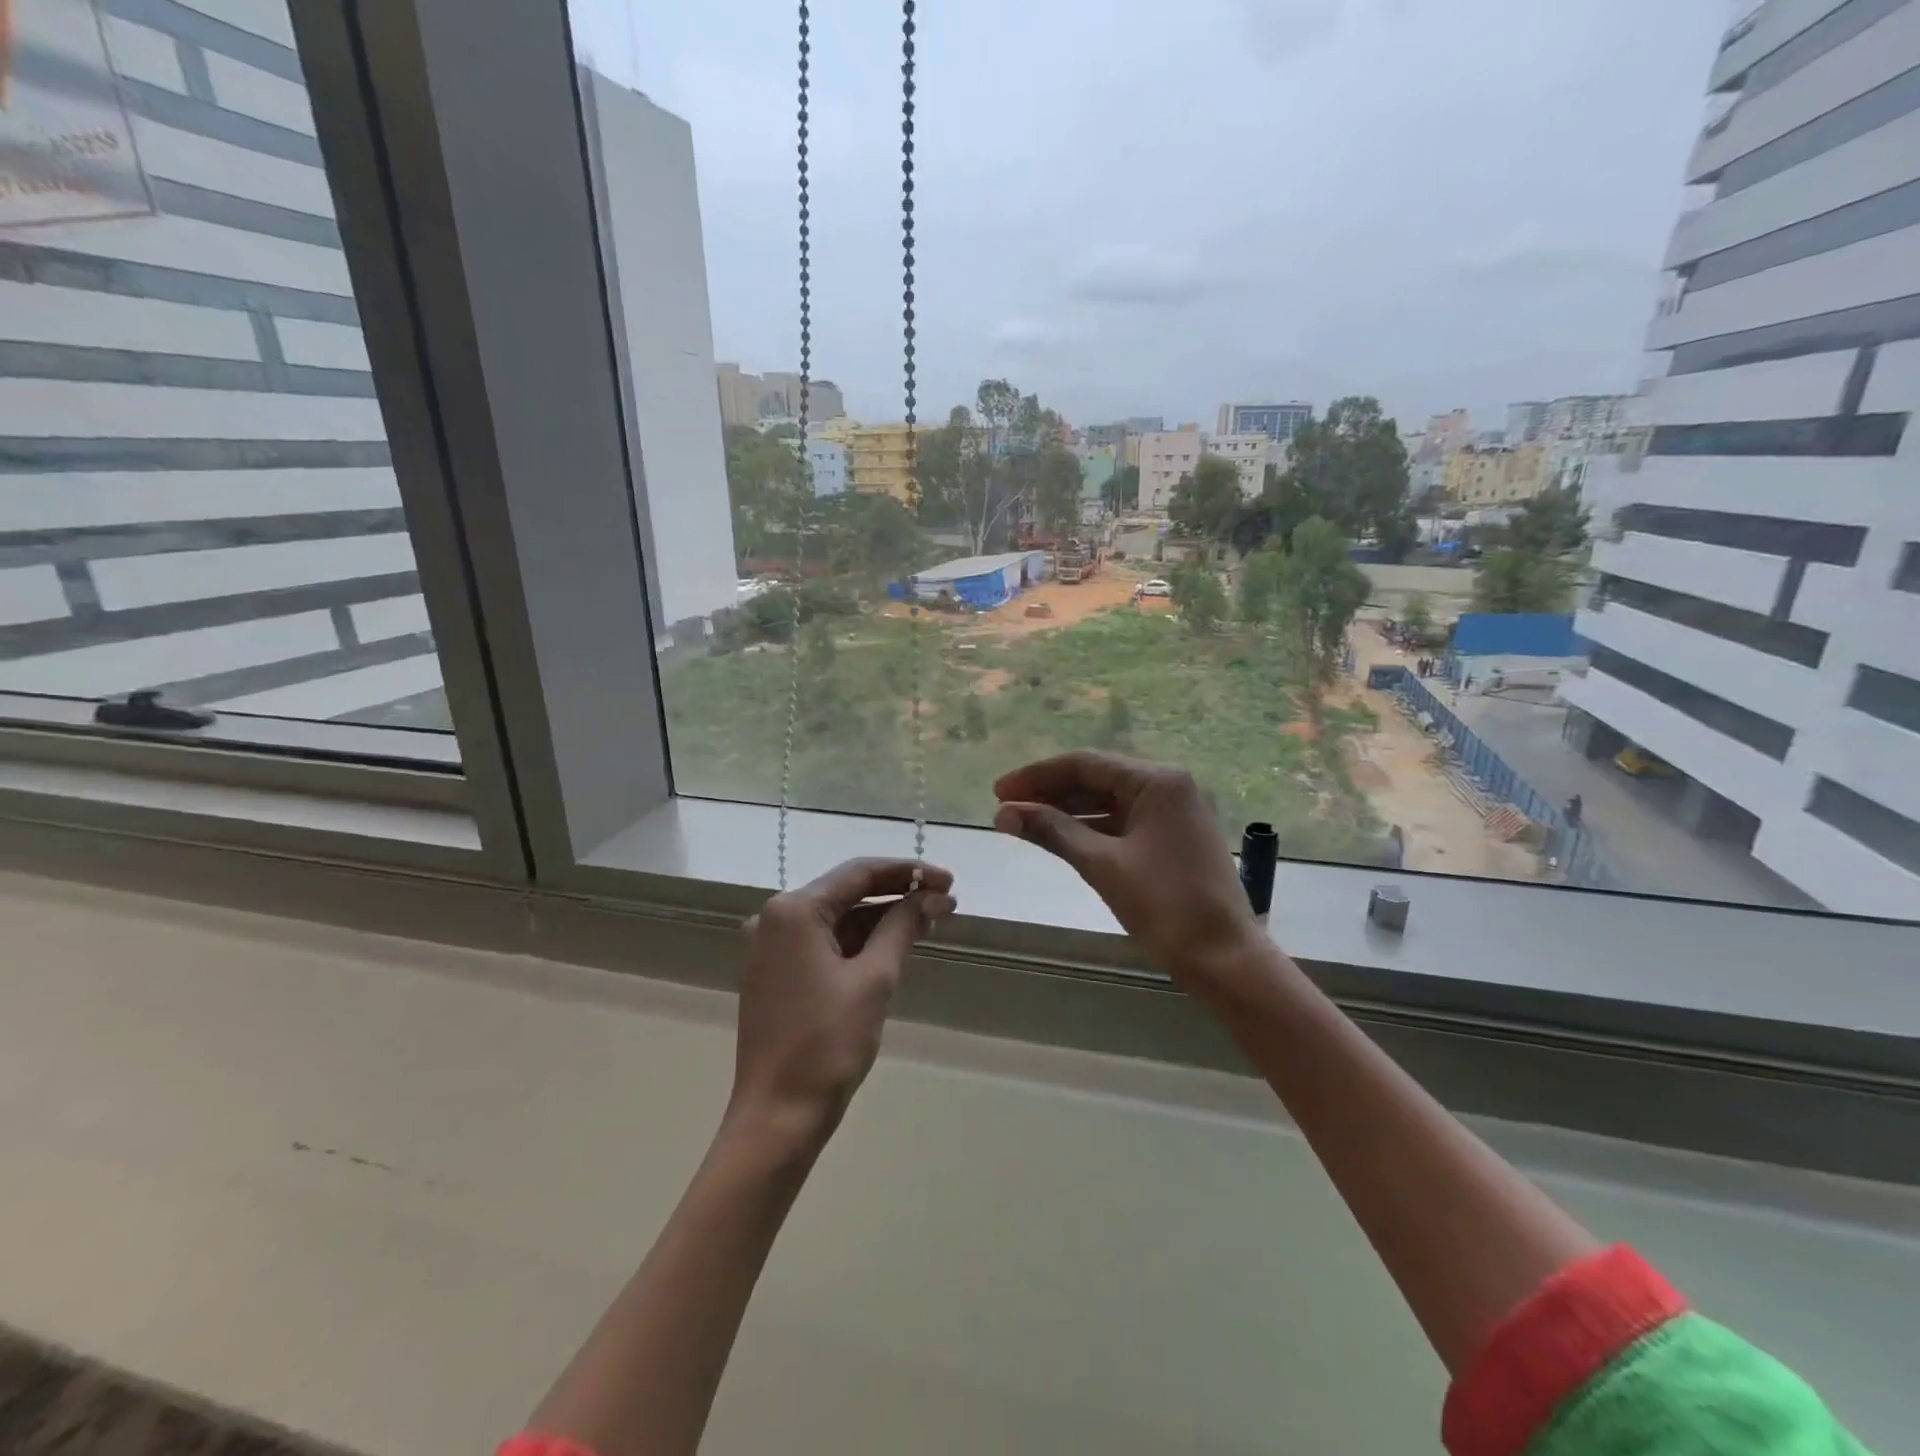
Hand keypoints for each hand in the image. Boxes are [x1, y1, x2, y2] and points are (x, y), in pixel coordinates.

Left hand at [732, 858, 955, 1146]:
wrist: (778, 1116)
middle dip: (898, 895)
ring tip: (931, 921)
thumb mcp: (874, 979)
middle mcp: (776, 918)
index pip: (859, 873)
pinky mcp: (777, 973)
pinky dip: (860, 942)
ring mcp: (773, 947)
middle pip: (847, 892)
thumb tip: (931, 897)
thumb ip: (902, 927)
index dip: (907, 872)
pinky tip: (895, 943)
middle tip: (946, 901)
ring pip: (838, 919)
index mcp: (793, 910)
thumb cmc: (827, 1044)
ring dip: (882, 919)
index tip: (948, 881)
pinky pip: (825, 943)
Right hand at [994, 751, 1260, 989]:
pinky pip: (1123, 821)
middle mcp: (1168, 786)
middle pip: (1096, 778)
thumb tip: (1003, 813)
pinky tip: (1061, 838)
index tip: (998, 792)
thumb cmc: (1164, 904)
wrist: (1224, 957)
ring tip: (1025, 823)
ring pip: (1109, 801)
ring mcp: (1174, 812)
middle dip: (1049, 792)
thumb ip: (1052, 831)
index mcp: (1156, 781)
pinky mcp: (1173, 837)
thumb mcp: (1102, 865)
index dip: (1036, 776)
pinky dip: (1091, 828)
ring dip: (1067, 811)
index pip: (1084, 764)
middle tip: (1007, 808)